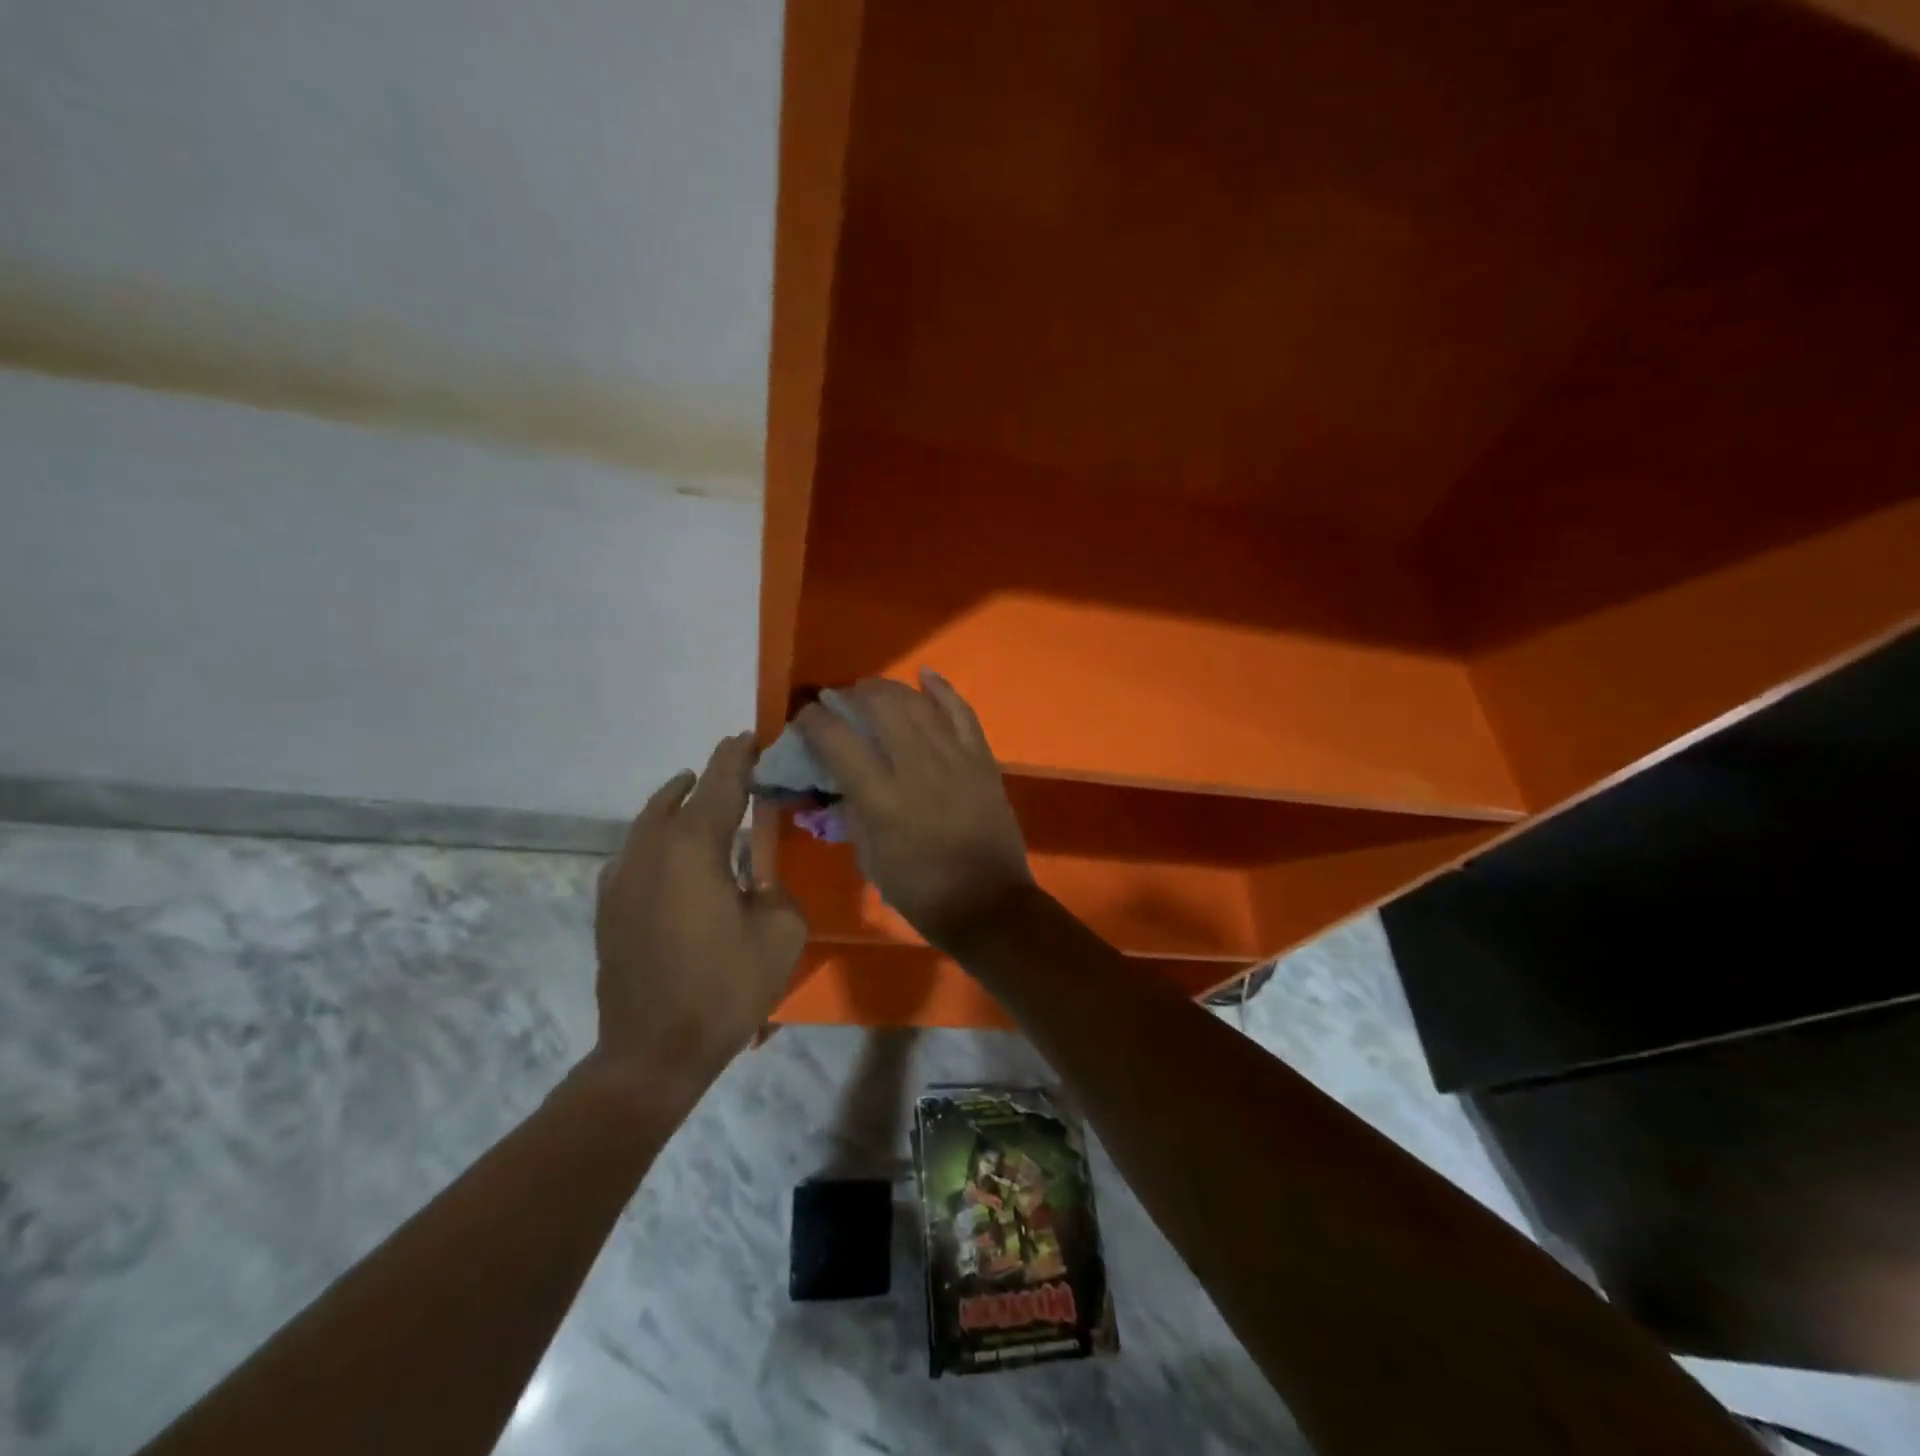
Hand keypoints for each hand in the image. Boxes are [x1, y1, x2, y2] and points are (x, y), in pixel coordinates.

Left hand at [590, 734, 805, 1103]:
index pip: (720, 784)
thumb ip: (775, 889)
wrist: (651, 1053)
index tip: (750, 736)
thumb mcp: (781, 933)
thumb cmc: (724, 989)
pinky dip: (657, 841)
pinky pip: (634, 855)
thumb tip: (757, 880)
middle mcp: (651, 851)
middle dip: (709, 778)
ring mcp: (622, 879)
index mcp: (694, 848)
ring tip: (700, 797)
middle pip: (680, 797)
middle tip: (736, 768)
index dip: (737, 757)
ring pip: (650, 822)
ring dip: (678, 805)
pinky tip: (671, 855)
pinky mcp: (608, 907)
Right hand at [796, 672, 1035, 950]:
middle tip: (843, 701)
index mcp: (881, 798)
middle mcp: (916, 767)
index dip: (814, 720)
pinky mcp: (982, 759)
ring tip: (874, 691)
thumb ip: (854, 812)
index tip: (805, 717)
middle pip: (880, 707)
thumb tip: (843, 781)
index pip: (837, 740)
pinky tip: (926, 675)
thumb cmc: (920, 890)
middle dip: (854, 695)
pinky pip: (962, 712)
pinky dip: (942, 690)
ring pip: (918, 703)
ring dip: (890, 689)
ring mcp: (954, 758)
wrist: (987, 903)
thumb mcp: (869, 858)